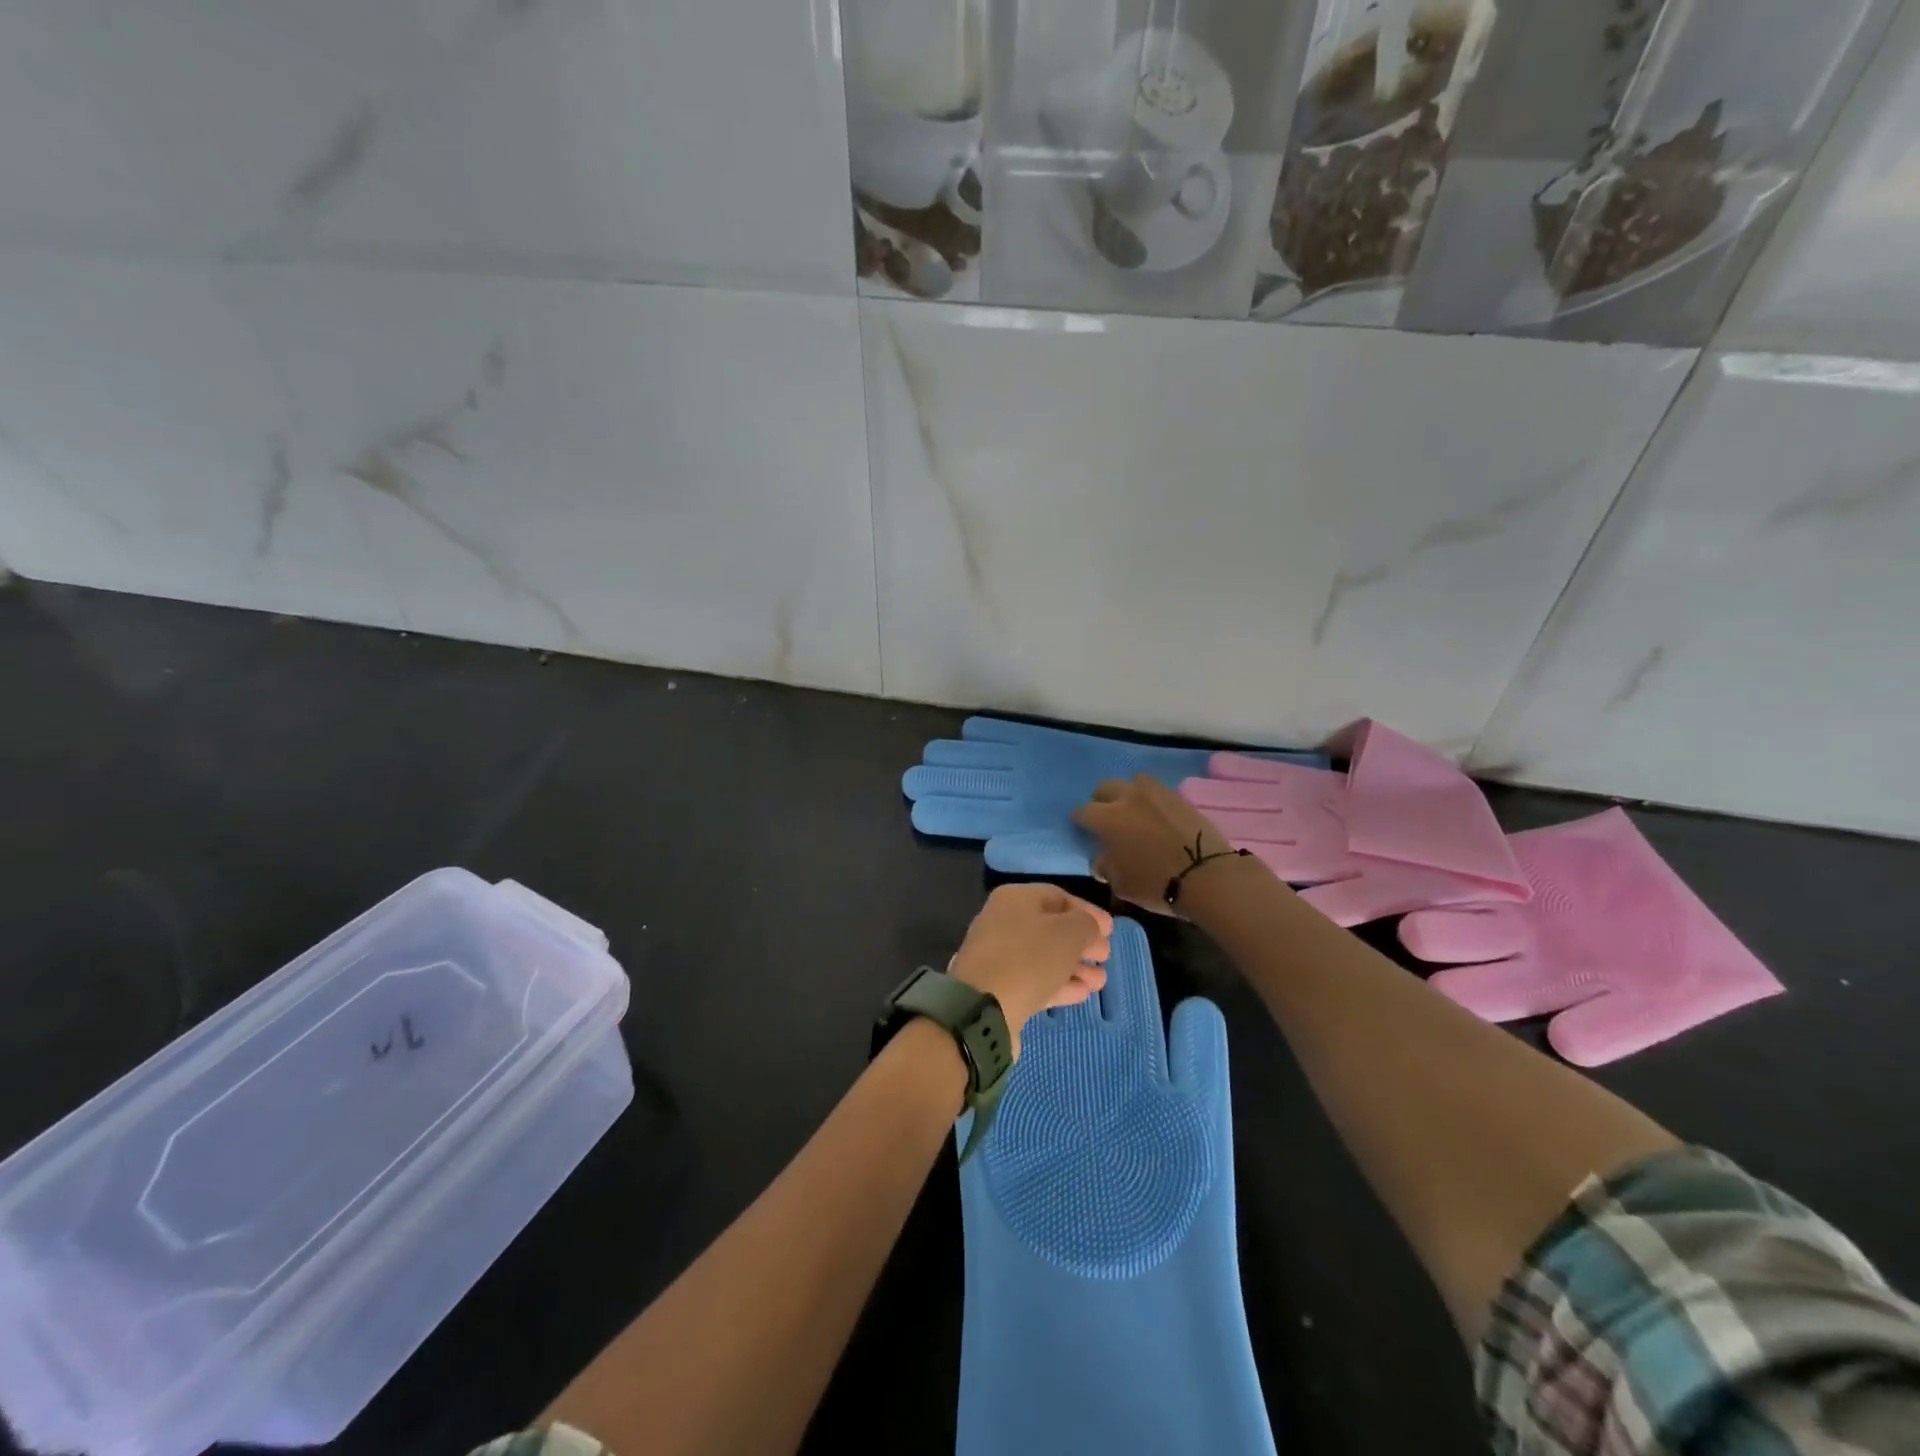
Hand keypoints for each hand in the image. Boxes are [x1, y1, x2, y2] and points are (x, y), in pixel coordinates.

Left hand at [950, 884, 1112, 1055]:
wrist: (983, 1008)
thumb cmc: (1030, 958)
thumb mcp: (1070, 934)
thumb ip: (1087, 925)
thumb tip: (1091, 929)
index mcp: (1015, 899)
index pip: (1059, 897)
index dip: (1088, 912)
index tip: (1111, 931)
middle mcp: (1003, 921)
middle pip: (1051, 928)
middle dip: (1082, 943)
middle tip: (1106, 957)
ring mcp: (998, 956)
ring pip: (1044, 957)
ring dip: (1075, 967)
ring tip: (1100, 981)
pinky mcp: (999, 988)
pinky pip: (1034, 980)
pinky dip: (1059, 984)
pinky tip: (1083, 993)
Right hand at [1072, 775, 1247, 916]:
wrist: (1207, 876)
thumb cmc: (1156, 884)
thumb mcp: (1120, 884)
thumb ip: (1105, 866)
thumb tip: (1102, 857)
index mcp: (1107, 819)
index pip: (1082, 812)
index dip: (1080, 822)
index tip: (1084, 832)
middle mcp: (1127, 797)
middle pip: (1104, 788)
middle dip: (1100, 801)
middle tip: (1106, 819)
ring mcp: (1154, 793)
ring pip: (1131, 783)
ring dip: (1127, 794)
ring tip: (1133, 812)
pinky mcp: (1177, 795)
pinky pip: (1155, 790)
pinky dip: (1150, 799)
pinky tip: (1155, 815)